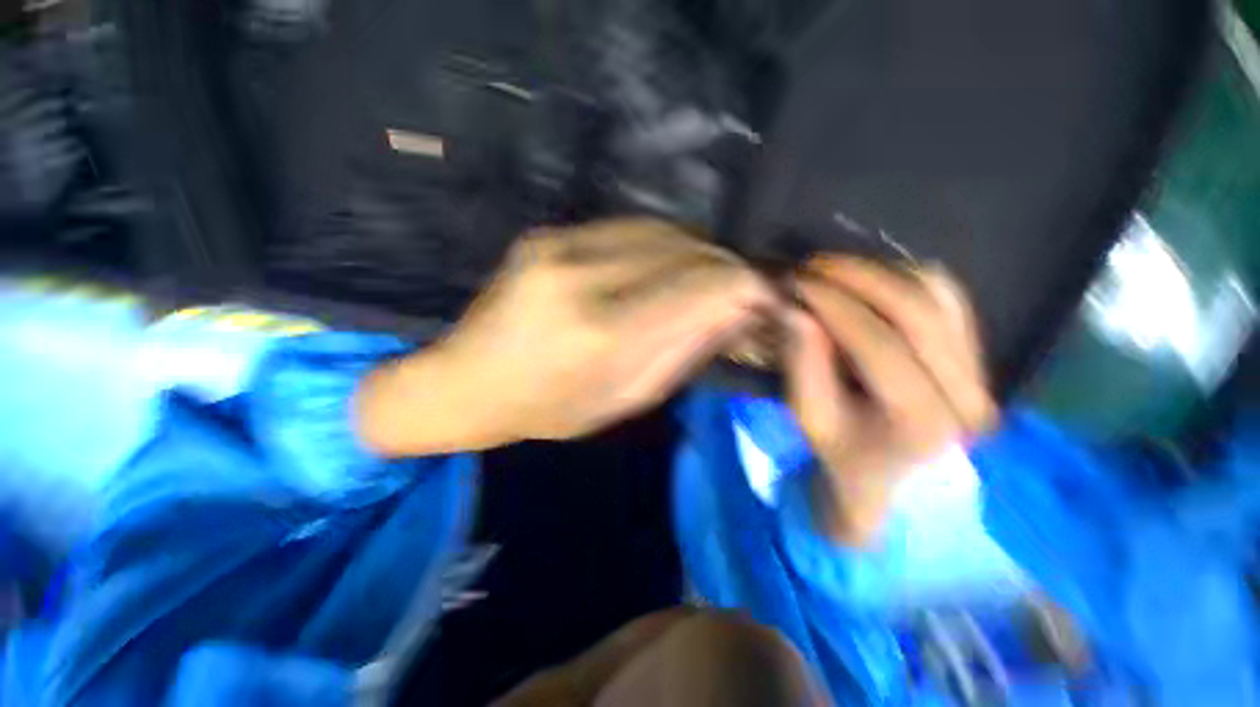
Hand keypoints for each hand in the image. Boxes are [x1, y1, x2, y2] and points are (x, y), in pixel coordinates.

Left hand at [356, 219, 773, 455]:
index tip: (765, 297)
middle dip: (725, 267)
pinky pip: (628, 228)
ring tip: (707, 280)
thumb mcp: (625, 399)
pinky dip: (662, 246)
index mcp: (602, 333)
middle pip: (685, 249)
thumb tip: (736, 311)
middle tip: (740, 290)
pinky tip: (667, 269)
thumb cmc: (547, 409)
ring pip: (661, 230)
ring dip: (696, 253)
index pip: (700, 286)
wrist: (467, 381)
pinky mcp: (549, 233)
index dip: (744, 285)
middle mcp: (583, 275)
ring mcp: (560, 244)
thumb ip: (683, 351)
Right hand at [784, 256, 996, 545]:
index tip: (796, 283)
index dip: (834, 305)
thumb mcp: (810, 415)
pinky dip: (907, 279)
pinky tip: (871, 280)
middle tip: (813, 265)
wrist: (894, 484)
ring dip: (882, 273)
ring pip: (939, 295)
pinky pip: (949, 298)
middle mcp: (967, 393)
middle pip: (918, 310)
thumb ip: (803, 361)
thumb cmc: (844, 454)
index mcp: (923, 421)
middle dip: (859, 277)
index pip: (880, 343)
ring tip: (835, 271)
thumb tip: (795, 307)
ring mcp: (981, 372)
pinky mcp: (977, 357)